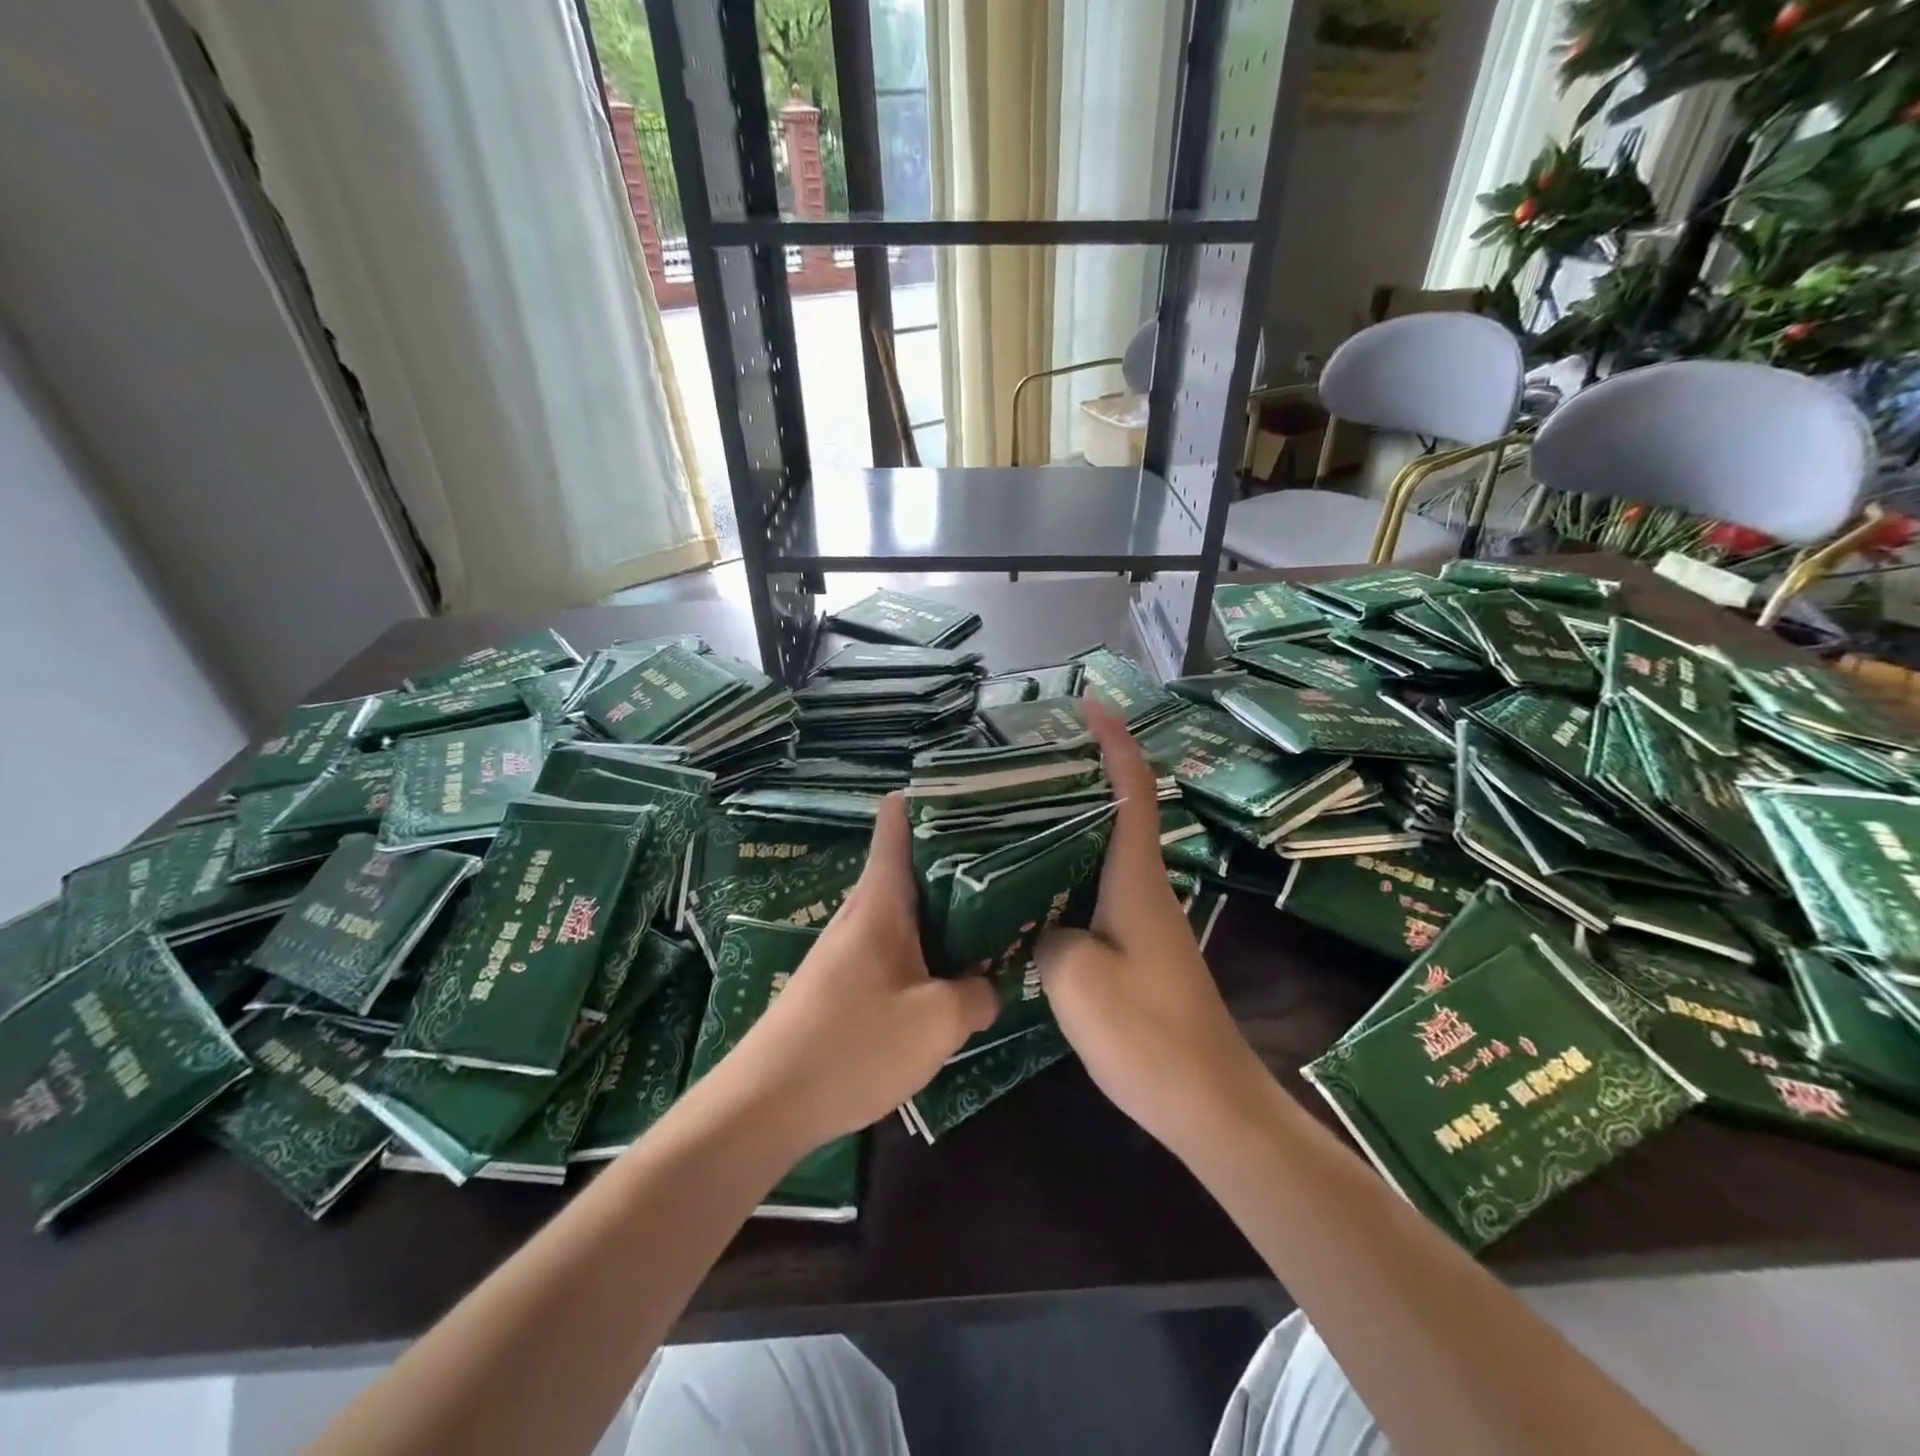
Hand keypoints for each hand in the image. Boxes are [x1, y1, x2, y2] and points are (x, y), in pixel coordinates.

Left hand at [719, 795, 998, 1148]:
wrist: (767, 1104)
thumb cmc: (853, 1046)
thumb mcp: (937, 1022)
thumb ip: (977, 995)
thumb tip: (988, 986)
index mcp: (882, 900)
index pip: (897, 822)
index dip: (932, 800)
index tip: (977, 799)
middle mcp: (863, 911)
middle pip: (912, 863)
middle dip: (959, 857)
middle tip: (1013, 860)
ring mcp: (851, 946)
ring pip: (907, 907)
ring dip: (947, 908)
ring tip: (997, 913)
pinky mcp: (845, 979)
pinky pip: (896, 944)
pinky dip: (929, 945)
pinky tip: (955, 970)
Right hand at [1036, 703, 1269, 1154]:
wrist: (1207, 1102)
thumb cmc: (1146, 1032)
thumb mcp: (1076, 977)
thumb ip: (1048, 934)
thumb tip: (1043, 924)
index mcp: (1136, 878)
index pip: (1131, 790)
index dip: (1114, 742)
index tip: (1091, 704)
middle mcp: (1144, 887)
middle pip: (1118, 811)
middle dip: (1084, 773)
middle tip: (1029, 760)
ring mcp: (1143, 920)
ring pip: (1105, 852)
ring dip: (1071, 825)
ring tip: (1017, 813)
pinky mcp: (1136, 948)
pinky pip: (1097, 890)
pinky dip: (1068, 873)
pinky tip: (1031, 888)